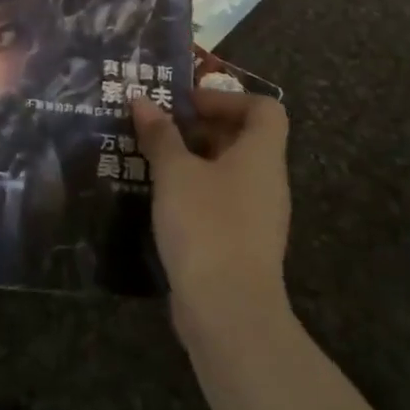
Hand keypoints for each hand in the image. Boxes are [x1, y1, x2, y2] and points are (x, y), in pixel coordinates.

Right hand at [132, 88, 291, 346]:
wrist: (229, 311)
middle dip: (200, 128)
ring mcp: (257, 216)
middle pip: (243, 138)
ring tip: (150, 160)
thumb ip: (160, 135)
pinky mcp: (242, 245)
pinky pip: (220, 202)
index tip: (187, 105)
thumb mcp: (175, 173)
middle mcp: (267, 181)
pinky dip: (193, 192)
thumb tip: (142, 100)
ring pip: (228, 173)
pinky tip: (160, 201)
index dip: (227, 98)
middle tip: (158, 128)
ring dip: (192, 161)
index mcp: (261, 155)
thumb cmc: (206, 225)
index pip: (264, 108)